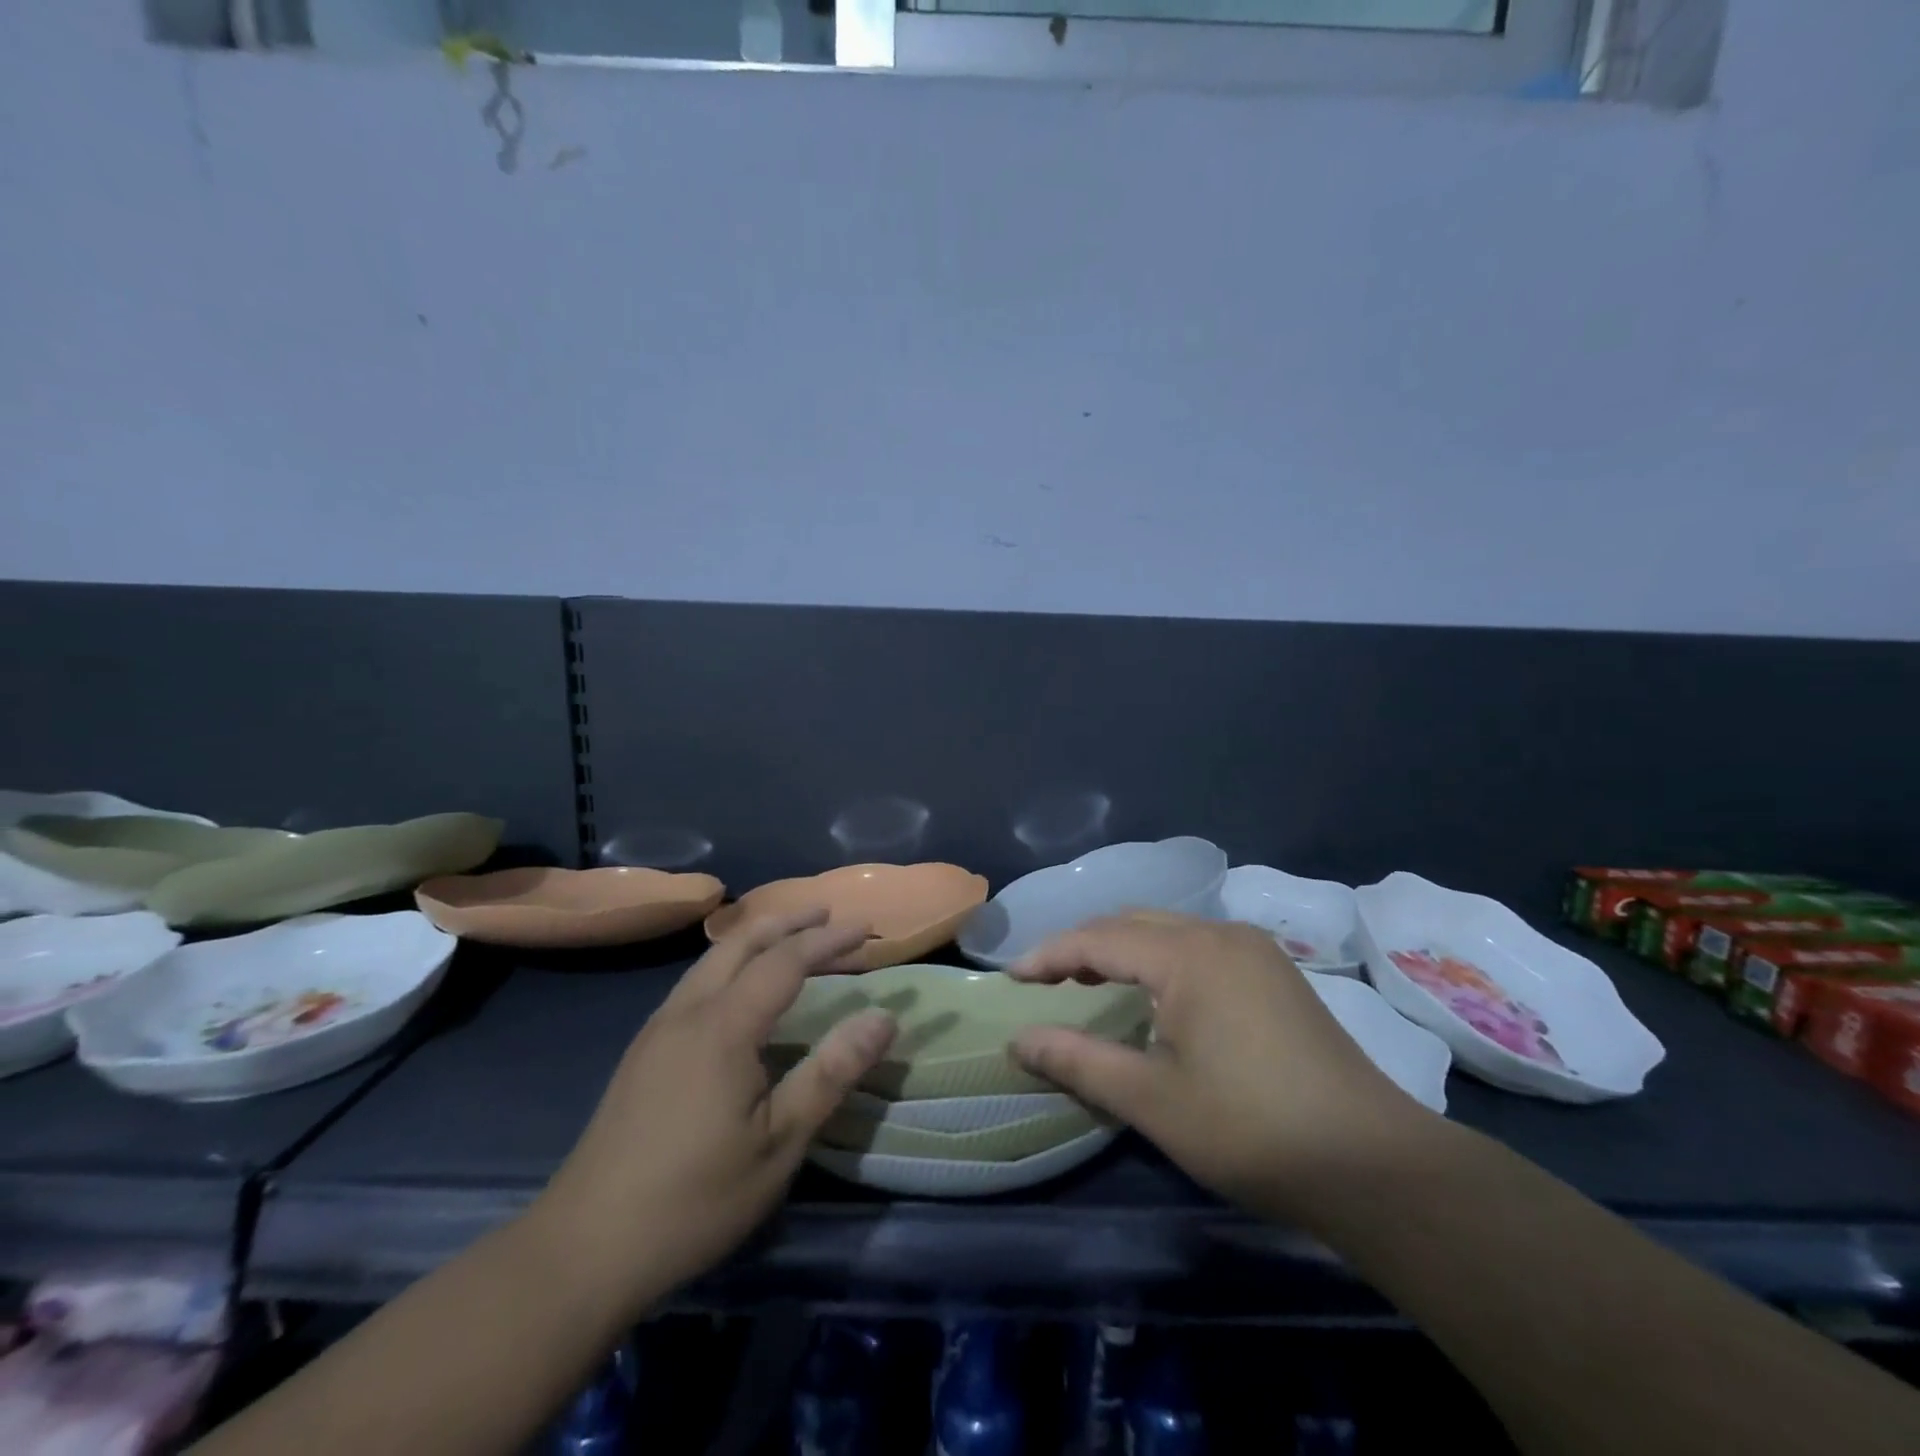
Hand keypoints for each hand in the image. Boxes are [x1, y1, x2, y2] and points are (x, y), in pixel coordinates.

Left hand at [535, 907, 895, 1306]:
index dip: (828, 940)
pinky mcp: (643, 1050)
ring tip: (792, 938)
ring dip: (758, 938)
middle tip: (829, 915)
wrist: (582, 1249)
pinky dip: (732, 961)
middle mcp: (687, 1011)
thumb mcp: (778, 1143)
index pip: (785, 960)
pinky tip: (740, 987)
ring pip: (713, 958)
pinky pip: (696, 980)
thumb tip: (883, 1018)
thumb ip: (831, 1073)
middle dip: (789, 922)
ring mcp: (658, 1028)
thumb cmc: (694, 1198)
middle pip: (742, 941)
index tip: (866, 929)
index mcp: (723, 1026)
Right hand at [1009, 913, 1434, 1219]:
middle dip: (1083, 947)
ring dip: (1122, 950)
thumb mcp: (1152, 1100)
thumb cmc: (1251, 1130)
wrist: (1374, 1165)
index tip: (1011, 981)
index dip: (1049, 956)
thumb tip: (1019, 1039)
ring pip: (1167, 930)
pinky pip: (1198, 946)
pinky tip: (1154, 996)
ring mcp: (1254, 950)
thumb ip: (1079, 1061)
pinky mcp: (1275, 973)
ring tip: (1089, 985)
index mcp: (1188, 954)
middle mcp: (1221, 934)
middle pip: (1132, 922)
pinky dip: (1159, 959)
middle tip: (1046, 983)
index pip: (1098, 938)